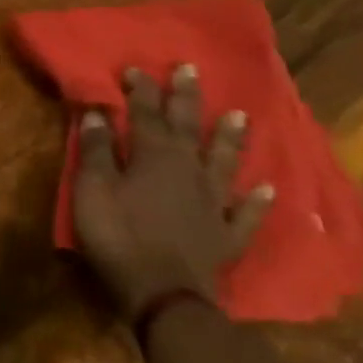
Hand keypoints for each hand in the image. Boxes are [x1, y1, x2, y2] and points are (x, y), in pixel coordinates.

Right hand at [73, 64, 273, 319]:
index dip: (141, 90)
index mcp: (153, 157)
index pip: (146, 115)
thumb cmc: (118, 236)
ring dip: (230, 138)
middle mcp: (189, 171)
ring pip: (223, 162)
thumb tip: (98, 113)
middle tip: (191, 70)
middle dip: (186, 98)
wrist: (164, 294)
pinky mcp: (226, 234)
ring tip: (240, 115)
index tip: (137, 67)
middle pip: (188, 128)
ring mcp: (214, 203)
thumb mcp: (92, 189)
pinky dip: (259, 200)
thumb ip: (96, 151)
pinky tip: (270, 189)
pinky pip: (247, 213)